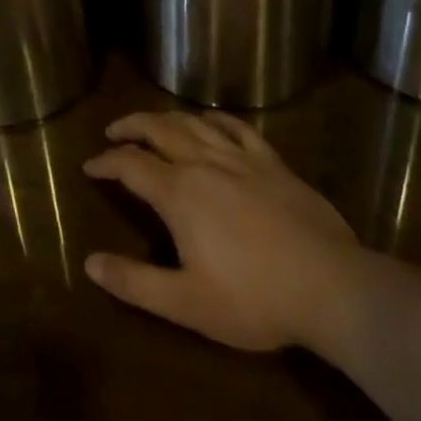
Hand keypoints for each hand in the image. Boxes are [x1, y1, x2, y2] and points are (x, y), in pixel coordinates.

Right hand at [84, 112, 361, 351]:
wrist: (331, 286)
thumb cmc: (254, 299)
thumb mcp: (186, 302)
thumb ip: (134, 282)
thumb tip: (90, 262)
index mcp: (179, 193)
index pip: (130, 164)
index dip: (106, 162)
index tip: (89, 166)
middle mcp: (204, 163)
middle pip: (159, 129)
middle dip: (131, 126)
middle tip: (113, 131)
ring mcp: (241, 158)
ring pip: (194, 123)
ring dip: (166, 117)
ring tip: (152, 122)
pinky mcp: (272, 162)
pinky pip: (237, 127)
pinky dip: (215, 118)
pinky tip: (208, 120)